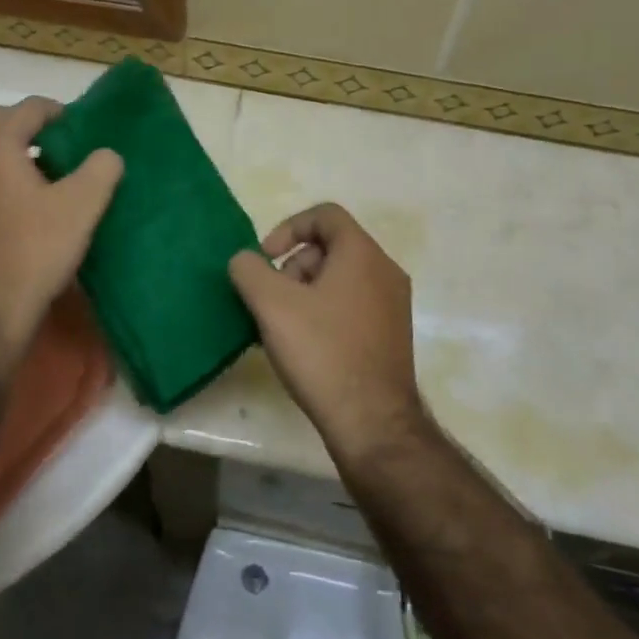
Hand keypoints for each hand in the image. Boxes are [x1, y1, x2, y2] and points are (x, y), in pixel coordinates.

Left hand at [0, 96, 122, 361]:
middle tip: (65, 145)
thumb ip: (101, 168)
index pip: (29, 108)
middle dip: (32, 126)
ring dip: (13, 149)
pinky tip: (23, 200)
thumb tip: (106, 154)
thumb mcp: (82, 206)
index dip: (60, 112)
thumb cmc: (34, 250)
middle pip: (0, 121)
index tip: (83, 129)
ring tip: (47, 171)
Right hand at [228, 204, 425, 464]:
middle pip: (332, 247)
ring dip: (306, 291)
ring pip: (341, 278)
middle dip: (294, 265)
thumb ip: (249, 271)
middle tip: (272, 299)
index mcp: (362, 253)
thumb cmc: (322, 352)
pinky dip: (325, 311)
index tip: (265, 258)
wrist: (372, 423)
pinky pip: (353, 305)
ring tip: (283, 327)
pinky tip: (304, 346)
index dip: (288, 228)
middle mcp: (385, 271)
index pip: (325, 214)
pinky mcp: (392, 335)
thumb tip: (245, 260)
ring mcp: (393, 305)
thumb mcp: (272, 305)